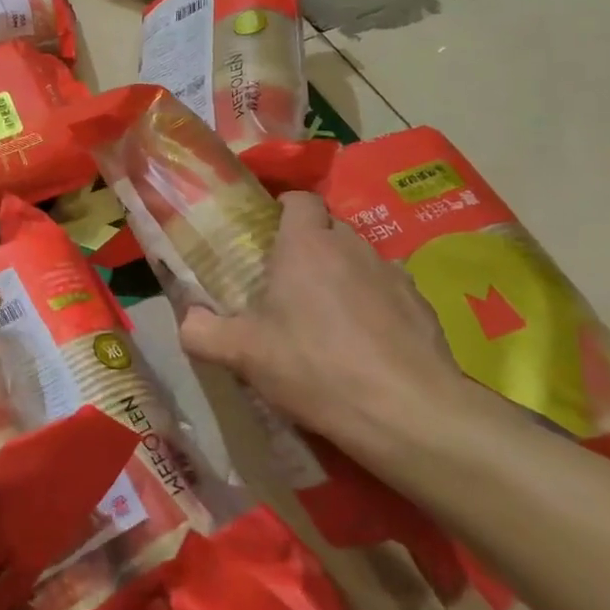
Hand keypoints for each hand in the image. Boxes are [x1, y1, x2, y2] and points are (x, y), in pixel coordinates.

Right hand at [178, 192, 476, 471]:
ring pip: (360, 259)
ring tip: (328, 318)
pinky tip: (367, 344)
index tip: (267, 238)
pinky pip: (389, 291)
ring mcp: (393, 273)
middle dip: (310, 246)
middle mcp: (352, 246)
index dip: (283, 210)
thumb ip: (202, 332)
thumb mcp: (243, 354)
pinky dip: (375, 306)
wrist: (406, 410)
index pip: (299, 199)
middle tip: (289, 284)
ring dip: (343, 276)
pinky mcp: (422, 305)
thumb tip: (187, 320)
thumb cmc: (315, 367)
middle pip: (329, 228)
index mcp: (306, 244)